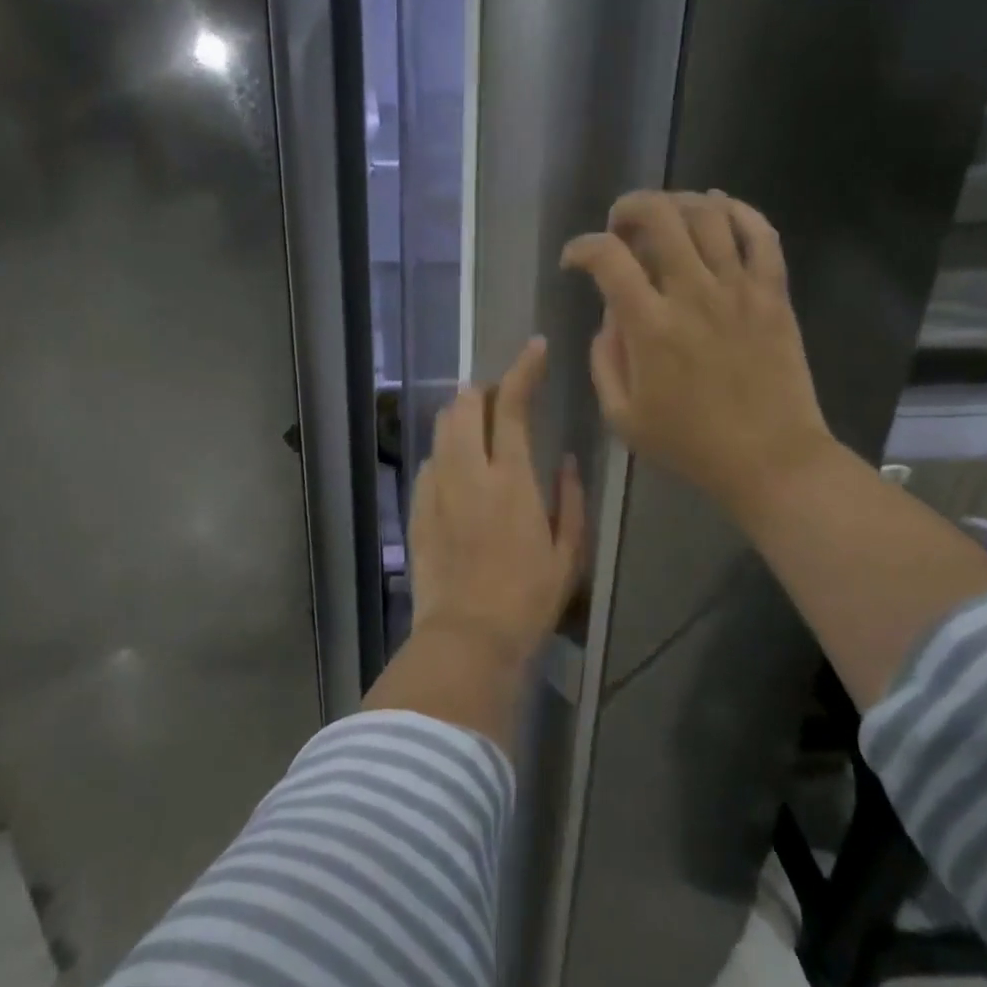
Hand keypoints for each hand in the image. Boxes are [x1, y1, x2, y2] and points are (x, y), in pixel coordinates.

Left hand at [408, 337, 586, 667]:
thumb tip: (565, 460)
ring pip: (440, 430)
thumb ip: (570, 498)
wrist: (467, 637)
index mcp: (511, 478)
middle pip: (463, 406)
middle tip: (500, 397)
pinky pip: (429, 464)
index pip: (511, 405)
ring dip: (459, 415)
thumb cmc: (528, 598)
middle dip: (482, 390)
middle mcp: (468, 472)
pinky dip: (444, 453)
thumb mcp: (568, 552)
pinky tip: (456, 468)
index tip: (535, 348)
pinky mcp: (417, 510)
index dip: (523, 369)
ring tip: (476, 423)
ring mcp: (436, 489)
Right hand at [560, 190, 833, 523]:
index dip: (581, 247)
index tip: (574, 261)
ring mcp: (738, 289)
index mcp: (650, 326)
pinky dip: (738, 210)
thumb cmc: (689, 444)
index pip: (607, 257)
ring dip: (678, 201)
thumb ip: (604, 360)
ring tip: (665, 215)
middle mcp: (693, 294)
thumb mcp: (622, 417)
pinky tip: (718, 209)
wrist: (770, 459)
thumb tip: (609, 318)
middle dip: (629, 208)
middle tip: (620, 226)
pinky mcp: (773, 294)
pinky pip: (761, 234)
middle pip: (659, 216)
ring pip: (709, 214)